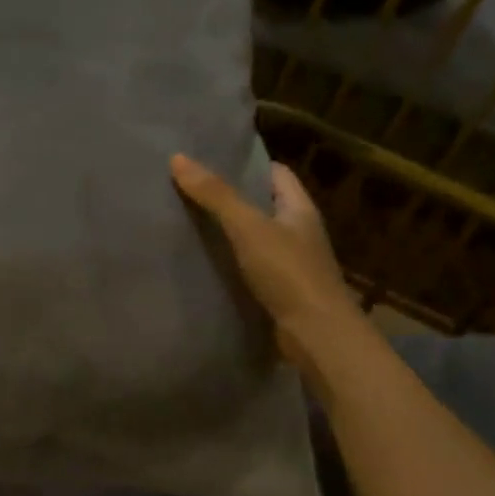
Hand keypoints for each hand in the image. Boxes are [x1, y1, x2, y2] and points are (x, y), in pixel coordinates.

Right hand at [171, 153, 362, 372]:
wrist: (316, 337)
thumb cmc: (289, 273)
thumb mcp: (249, 227)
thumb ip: (216, 194)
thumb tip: (178, 158)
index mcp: (299, 209)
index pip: (275, 173)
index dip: (246, 164)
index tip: (210, 161)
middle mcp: (297, 232)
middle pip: (261, 204)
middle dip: (229, 197)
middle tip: (187, 188)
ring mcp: (289, 264)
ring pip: (253, 237)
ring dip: (225, 231)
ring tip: (184, 220)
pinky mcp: (277, 291)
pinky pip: (247, 267)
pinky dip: (227, 262)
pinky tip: (200, 261)